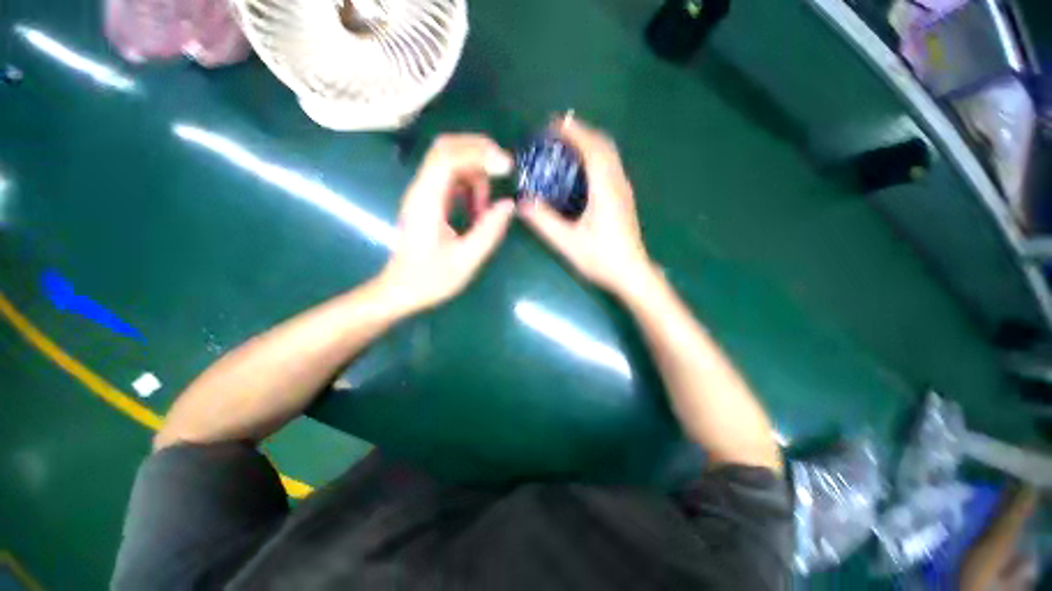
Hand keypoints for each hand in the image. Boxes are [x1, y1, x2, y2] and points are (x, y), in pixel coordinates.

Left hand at [379, 134, 515, 312]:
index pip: (448, 157)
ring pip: (450, 161)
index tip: (506, 167)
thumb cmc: (430, 279)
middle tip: (504, 168)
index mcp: (427, 201)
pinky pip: (451, 179)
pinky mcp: (429, 202)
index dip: (479, 154)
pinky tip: (477, 209)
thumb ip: (489, 231)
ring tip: (486, 206)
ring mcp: (424, 194)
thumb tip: (508, 205)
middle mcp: (422, 189)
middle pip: (447, 148)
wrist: (401, 290)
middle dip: (479, 150)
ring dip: (476, 173)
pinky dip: (470, 186)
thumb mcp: (466, 260)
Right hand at [518, 116, 652, 296]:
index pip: (592, 148)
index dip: (574, 132)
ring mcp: (624, 191)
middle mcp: (618, 183)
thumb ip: (544, 222)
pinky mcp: (624, 199)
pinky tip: (582, 170)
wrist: (632, 274)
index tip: (554, 124)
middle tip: (557, 133)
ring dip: (590, 143)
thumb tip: (521, 203)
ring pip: (610, 155)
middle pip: (604, 145)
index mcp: (605, 189)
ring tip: (567, 146)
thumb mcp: (568, 243)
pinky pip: (610, 166)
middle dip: (581, 132)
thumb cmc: (602, 259)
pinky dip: (595, 157)